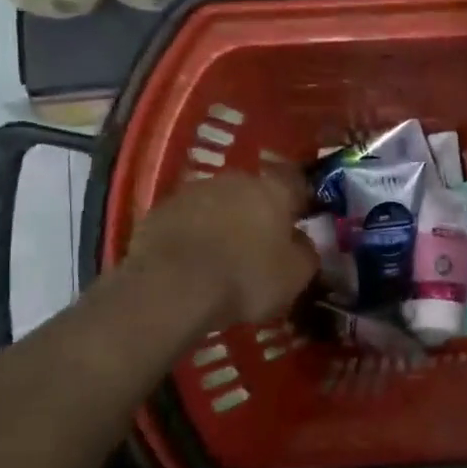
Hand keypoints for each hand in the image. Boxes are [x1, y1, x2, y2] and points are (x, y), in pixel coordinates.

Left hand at [115, 168, 317, 331]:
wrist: (170, 288)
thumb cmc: (245, 278)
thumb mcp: (295, 276)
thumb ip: (306, 253)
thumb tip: (301, 243)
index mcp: (274, 189)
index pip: (297, 185)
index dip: (301, 203)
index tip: (300, 224)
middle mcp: (235, 180)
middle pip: (254, 192)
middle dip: (258, 213)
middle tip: (259, 245)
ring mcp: (194, 191)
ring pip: (218, 203)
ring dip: (223, 222)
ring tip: (221, 257)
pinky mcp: (160, 210)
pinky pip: (186, 220)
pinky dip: (192, 235)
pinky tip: (191, 262)